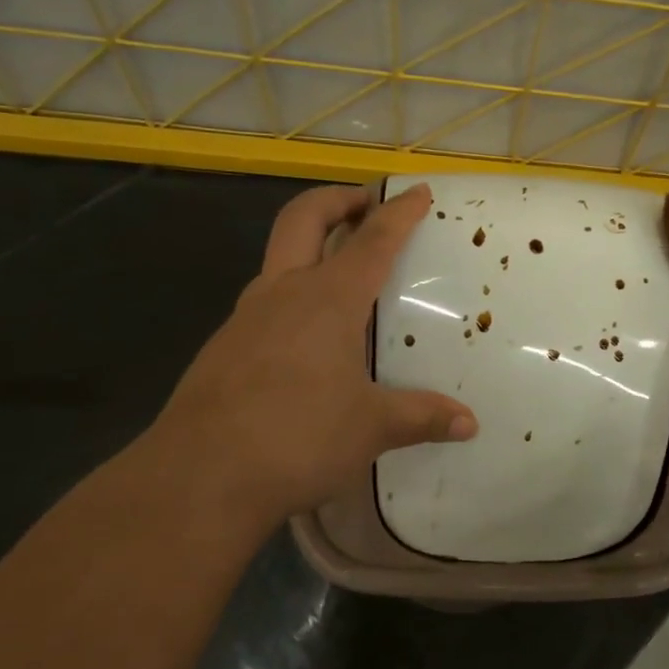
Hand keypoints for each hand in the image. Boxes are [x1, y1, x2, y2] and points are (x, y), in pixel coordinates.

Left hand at [142, 183, 477, 533]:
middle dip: (337, 200)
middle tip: (366, 204)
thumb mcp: (370, 428)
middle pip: (304, 218)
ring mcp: (246, 317)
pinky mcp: (224, 347)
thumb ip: (421, 417)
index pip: (372, 240)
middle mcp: (283, 293)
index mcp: (327, 299)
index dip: (399, 213)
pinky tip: (307, 338)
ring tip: (342, 274)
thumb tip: (470, 424)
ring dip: (310, 247)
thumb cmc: (297, 437)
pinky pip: (264, 302)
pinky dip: (291, 295)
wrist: (199, 477)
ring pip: (278, 258)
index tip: (418, 192)